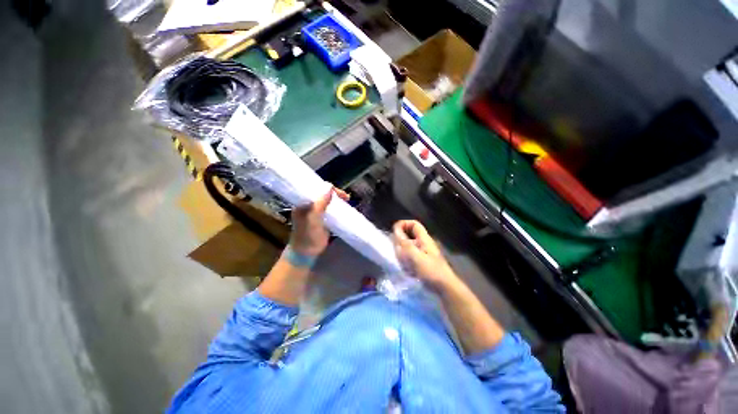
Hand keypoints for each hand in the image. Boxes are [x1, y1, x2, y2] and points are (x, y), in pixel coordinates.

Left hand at [290, 187, 348, 255]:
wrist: (306, 253)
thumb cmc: (307, 235)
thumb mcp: (313, 218)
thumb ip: (320, 203)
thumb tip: (329, 187)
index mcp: (302, 203)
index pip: (315, 189)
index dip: (327, 188)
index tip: (338, 193)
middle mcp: (308, 205)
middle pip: (322, 194)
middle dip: (334, 193)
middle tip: (345, 197)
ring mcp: (315, 212)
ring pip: (327, 201)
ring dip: (337, 200)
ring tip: (346, 200)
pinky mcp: (322, 219)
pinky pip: (330, 209)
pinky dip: (337, 207)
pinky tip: (344, 207)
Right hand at [393, 220, 459, 290]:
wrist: (445, 288)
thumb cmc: (431, 270)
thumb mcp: (415, 256)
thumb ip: (404, 243)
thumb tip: (395, 230)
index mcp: (424, 239)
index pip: (414, 224)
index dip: (403, 224)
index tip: (394, 232)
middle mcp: (424, 243)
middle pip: (410, 235)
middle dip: (400, 240)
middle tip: (394, 248)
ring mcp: (424, 253)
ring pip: (409, 246)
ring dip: (402, 251)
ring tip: (398, 259)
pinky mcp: (423, 262)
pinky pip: (410, 256)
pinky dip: (405, 259)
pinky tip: (404, 267)